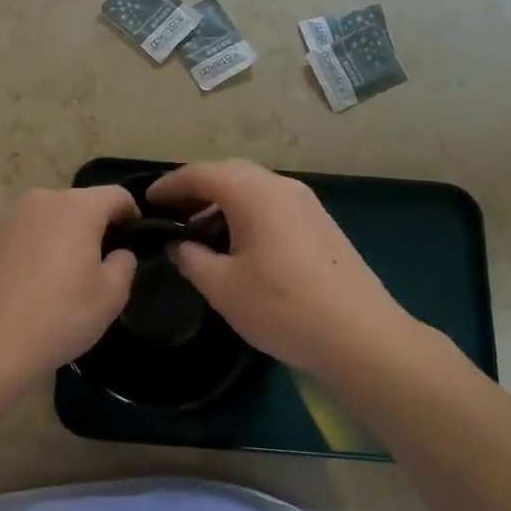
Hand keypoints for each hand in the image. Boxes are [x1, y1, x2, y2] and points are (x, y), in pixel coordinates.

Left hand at [0, 185, 139, 386]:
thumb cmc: (60, 315)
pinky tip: (29, 285)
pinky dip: (32, 250)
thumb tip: (118, 253)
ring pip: (47, 219)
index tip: (134, 241)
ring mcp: (9, 218)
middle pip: (79, 204)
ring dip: (60, 237)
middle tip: (99, 264)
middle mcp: (41, 201)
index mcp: (77, 207)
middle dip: (93, 227)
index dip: (132, 215)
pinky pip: (21, 236)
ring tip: (62, 276)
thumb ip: (124, 264)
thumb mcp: (111, 295)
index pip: (117, 195)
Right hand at [149, 160, 429, 375]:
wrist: (362, 337)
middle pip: (229, 172)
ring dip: (222, 201)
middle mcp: (282, 187)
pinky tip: (237, 244)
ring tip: (199, 232)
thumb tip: (178, 244)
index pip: (201, 173)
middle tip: (171, 212)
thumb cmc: (283, 308)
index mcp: (254, 193)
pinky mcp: (321, 224)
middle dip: (196, 188)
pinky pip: (273, 204)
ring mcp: (307, 203)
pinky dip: (246, 212)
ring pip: (253, 188)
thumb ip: (191, 258)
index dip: (170, 185)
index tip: (147, 201)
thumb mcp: (223, 287)